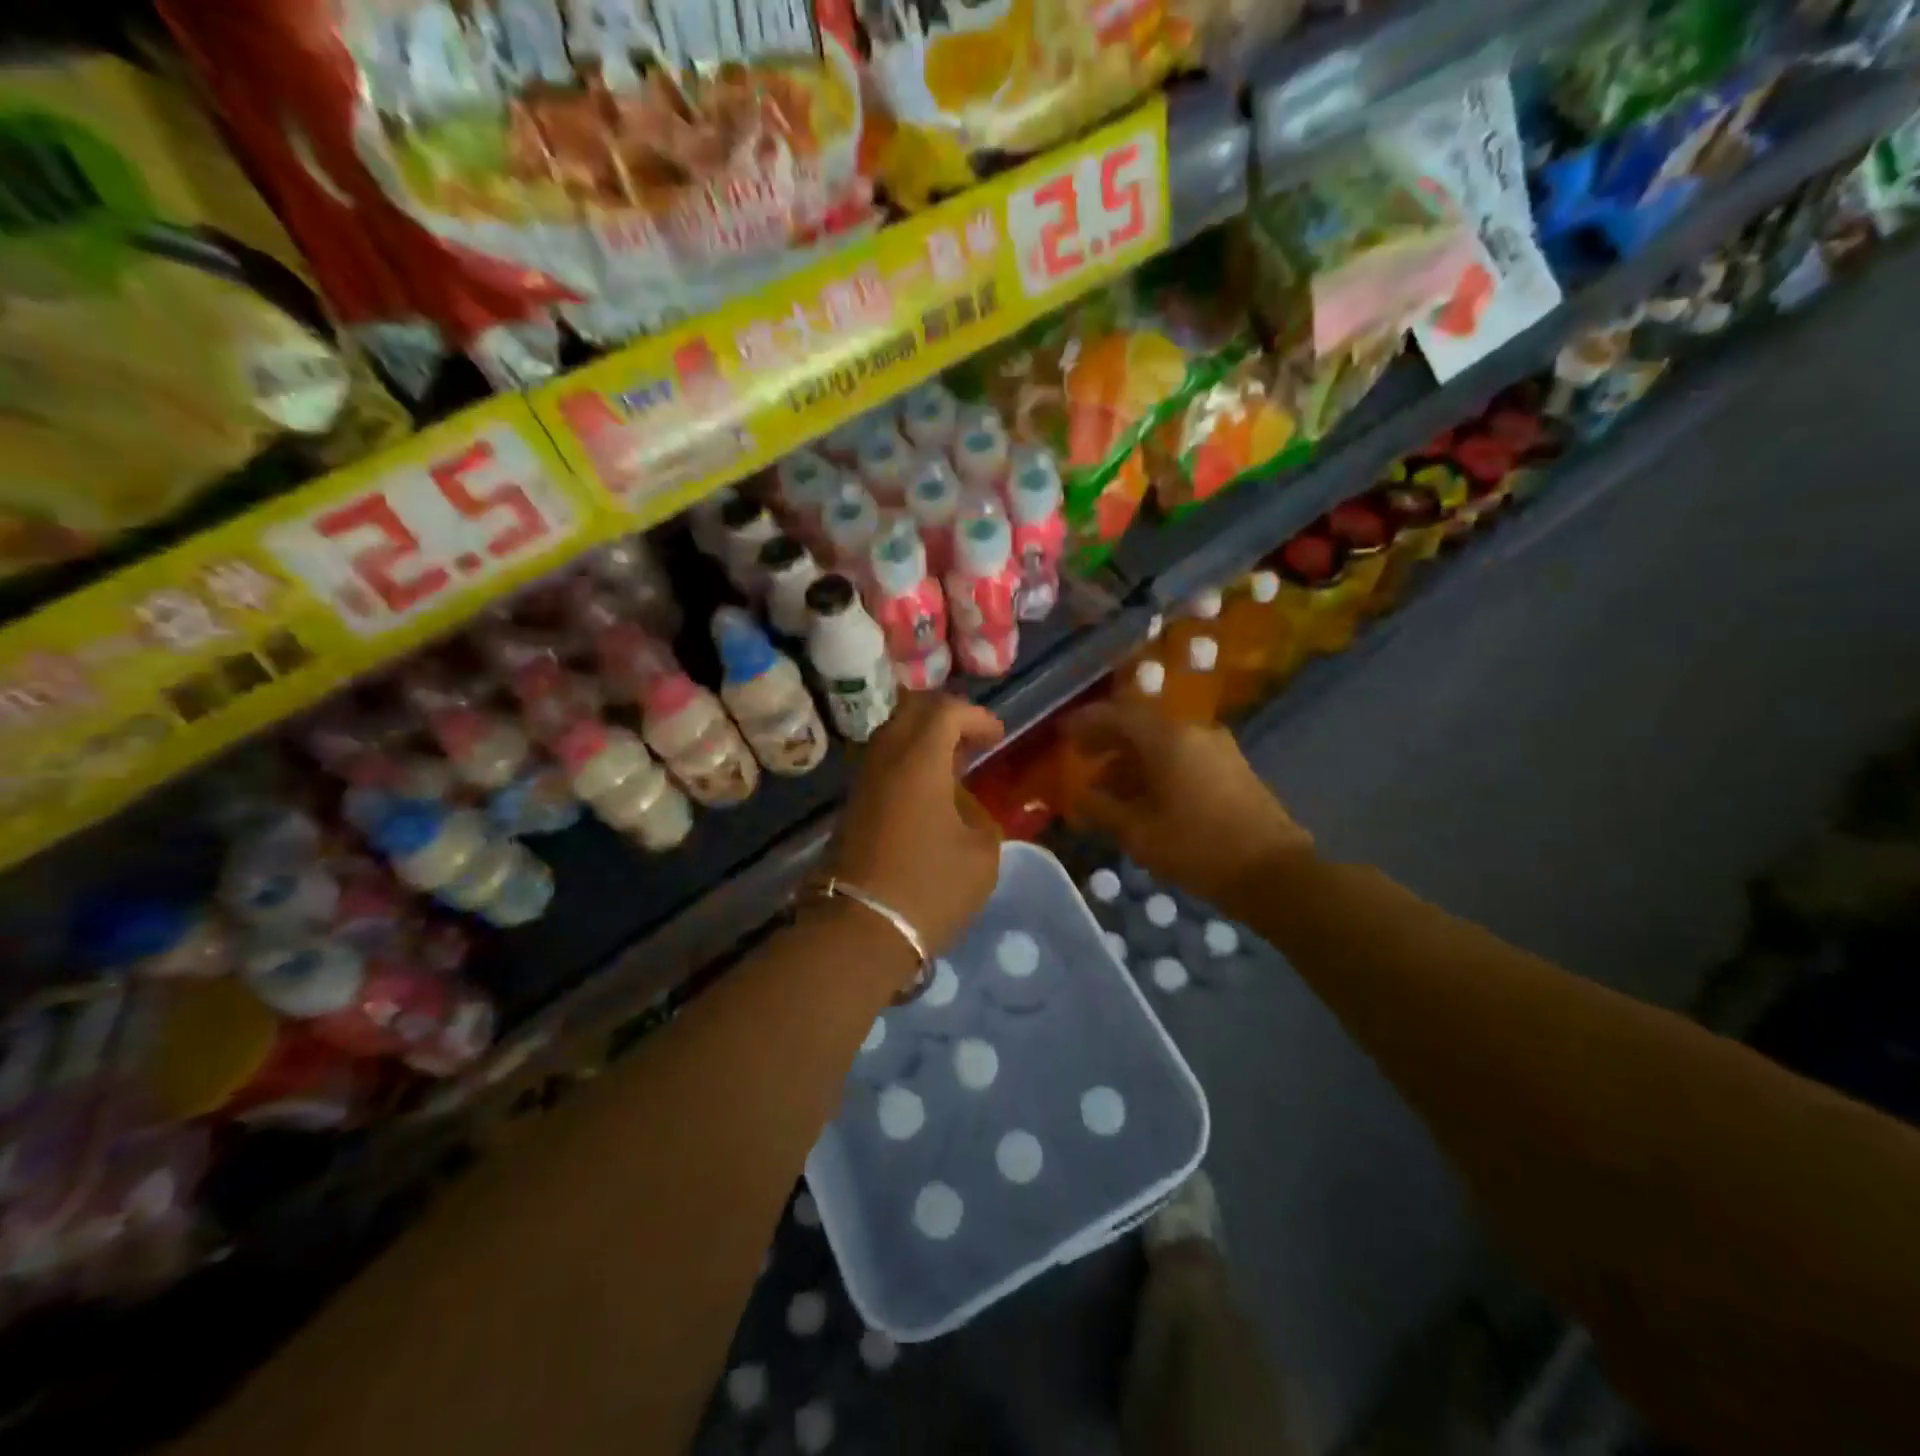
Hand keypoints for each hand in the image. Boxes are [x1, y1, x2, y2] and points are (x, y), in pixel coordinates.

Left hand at [826, 693, 1005, 955]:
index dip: (977, 717)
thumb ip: (980, 818)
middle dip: (946, 716)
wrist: (859, 928)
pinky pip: (883, 763)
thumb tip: (965, 807)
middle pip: (911, 711)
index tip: (998, 738)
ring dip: (924, 739)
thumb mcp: (980, 854)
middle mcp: (885, 758)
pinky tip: (929, 792)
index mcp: (919, 759)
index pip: (946, 711)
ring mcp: (863, 781)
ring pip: (892, 735)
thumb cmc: (929, 886)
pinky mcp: (852, 805)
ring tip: (953, 765)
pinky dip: (908, 761)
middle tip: (972, 739)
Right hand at [1063, 701, 1313, 909]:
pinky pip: (1183, 756)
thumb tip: (1078, 796)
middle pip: (1141, 725)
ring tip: (1108, 788)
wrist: (1274, 872)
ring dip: (1132, 759)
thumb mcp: (1139, 833)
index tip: (1062, 734)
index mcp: (1168, 739)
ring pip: (1163, 743)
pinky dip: (1157, 768)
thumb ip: (1102, 810)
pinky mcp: (1232, 768)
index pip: (1117, 715)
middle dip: (1108, 740)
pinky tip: (1144, 797)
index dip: (1085, 723)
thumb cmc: (1198, 848)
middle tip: (1081, 757)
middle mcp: (1194, 732)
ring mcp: (1218, 749)